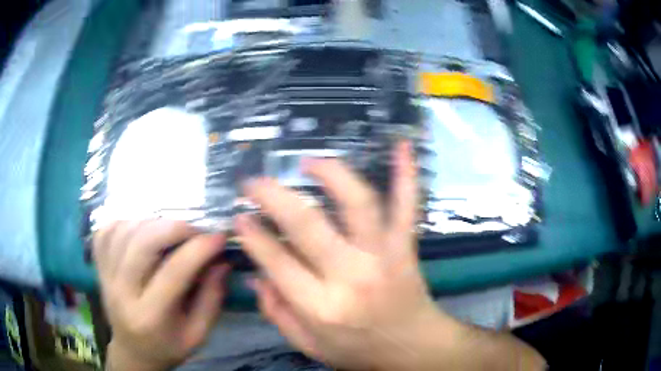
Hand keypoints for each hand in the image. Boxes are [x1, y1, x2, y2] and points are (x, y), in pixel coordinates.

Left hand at [93, 220, 229, 370]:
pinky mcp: (98, 266)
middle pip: (142, 243)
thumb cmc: (168, 345)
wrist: (133, 350)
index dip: (199, 250)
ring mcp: (106, 276)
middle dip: (174, 228)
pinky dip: (126, 222)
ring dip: (153, 223)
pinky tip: (141, 230)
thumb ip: (211, 299)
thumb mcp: (198, 334)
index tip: (219, 238)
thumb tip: (221, 261)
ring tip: (170, 232)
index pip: (173, 272)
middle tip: (194, 231)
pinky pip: (106, 231)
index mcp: (150, 316)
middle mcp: (122, 292)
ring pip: (125, 231)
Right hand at [236, 141, 448, 369]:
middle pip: (307, 224)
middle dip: (273, 197)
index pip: (277, 261)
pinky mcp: (406, 247)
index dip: (252, 235)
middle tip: (254, 182)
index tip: (239, 216)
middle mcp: (351, 276)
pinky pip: (408, 206)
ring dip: (331, 174)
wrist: (413, 349)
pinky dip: (406, 175)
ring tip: (309, 162)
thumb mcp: (309, 346)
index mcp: (322, 307)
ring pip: (357, 204)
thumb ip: (278, 313)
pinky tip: (402, 146)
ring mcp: (383, 256)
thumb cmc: (360, 351)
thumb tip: (256, 275)